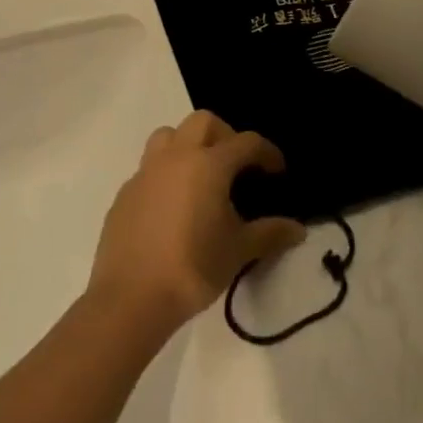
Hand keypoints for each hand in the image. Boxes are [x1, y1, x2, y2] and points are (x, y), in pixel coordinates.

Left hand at [90, 111, 306, 328]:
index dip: (267, 153)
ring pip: (169, 135)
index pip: (247, 142)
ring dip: (189, 144)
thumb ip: (270, 233)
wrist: (131, 300)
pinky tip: (173, 206)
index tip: (277, 172)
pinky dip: (166, 174)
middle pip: (204, 122)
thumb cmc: (193, 268)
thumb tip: (298, 230)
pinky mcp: (124, 194)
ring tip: (200, 175)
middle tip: (237, 166)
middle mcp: (176, 158)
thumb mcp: (239, 251)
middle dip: (226, 135)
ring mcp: (146, 173)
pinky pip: (149, 168)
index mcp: (209, 165)